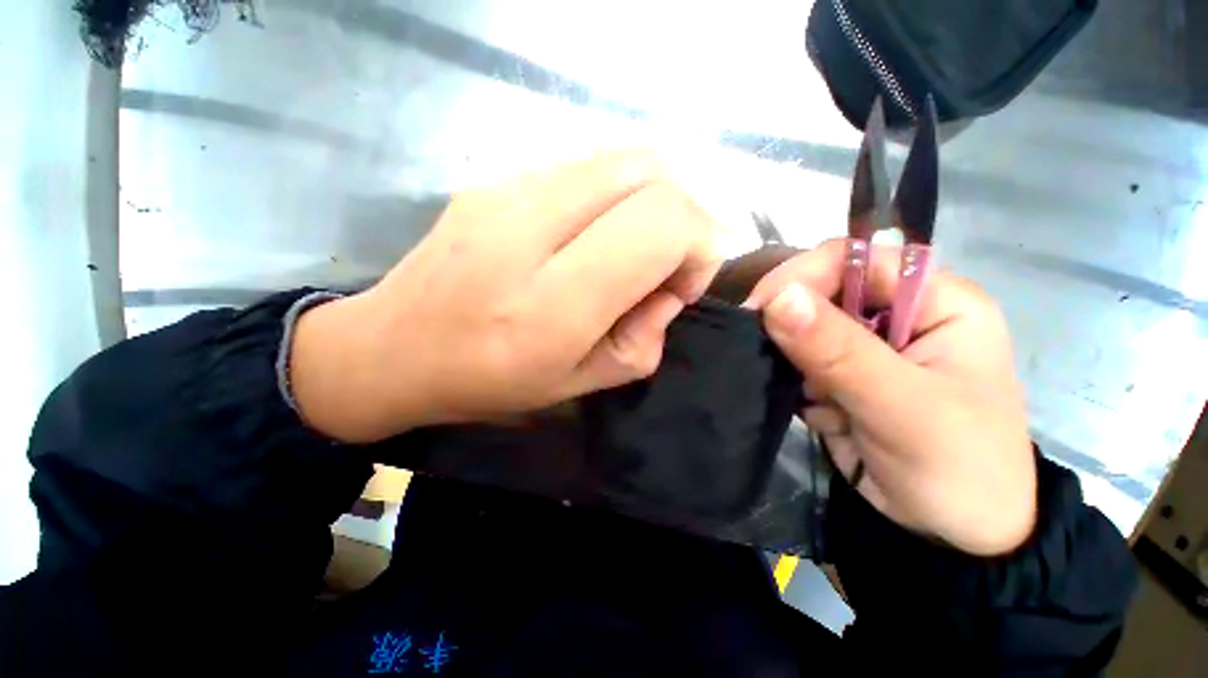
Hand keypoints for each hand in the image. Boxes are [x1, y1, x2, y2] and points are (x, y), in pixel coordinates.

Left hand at [291, 151, 721, 441]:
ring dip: (652, 202)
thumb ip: (641, 342)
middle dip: (685, 217)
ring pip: (623, 159)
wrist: (392, 348)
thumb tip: (669, 291)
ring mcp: (505, 191)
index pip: (659, 226)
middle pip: (650, 173)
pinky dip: (616, 196)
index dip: (697, 246)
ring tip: (635, 248)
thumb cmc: (488, 382)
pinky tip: (596, 234)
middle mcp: (527, 231)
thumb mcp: (579, 385)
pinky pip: (586, 167)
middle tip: (668, 264)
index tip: (685, 284)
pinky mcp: (494, 178)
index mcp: (550, 305)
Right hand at [745, 240, 1036, 555]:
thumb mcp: (903, 408)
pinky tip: (813, 412)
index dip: (804, 276)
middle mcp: (895, 316)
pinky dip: (790, 383)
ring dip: (788, 358)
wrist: (953, 537)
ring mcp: (863, 348)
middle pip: (820, 292)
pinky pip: (795, 363)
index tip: (759, 310)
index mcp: (935, 302)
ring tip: (800, 394)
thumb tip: (777, 298)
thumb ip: (838, 351)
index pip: (856, 259)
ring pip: (800, 330)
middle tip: (762, 353)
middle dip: (789, 323)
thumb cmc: (958, 469)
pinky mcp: (839, 377)